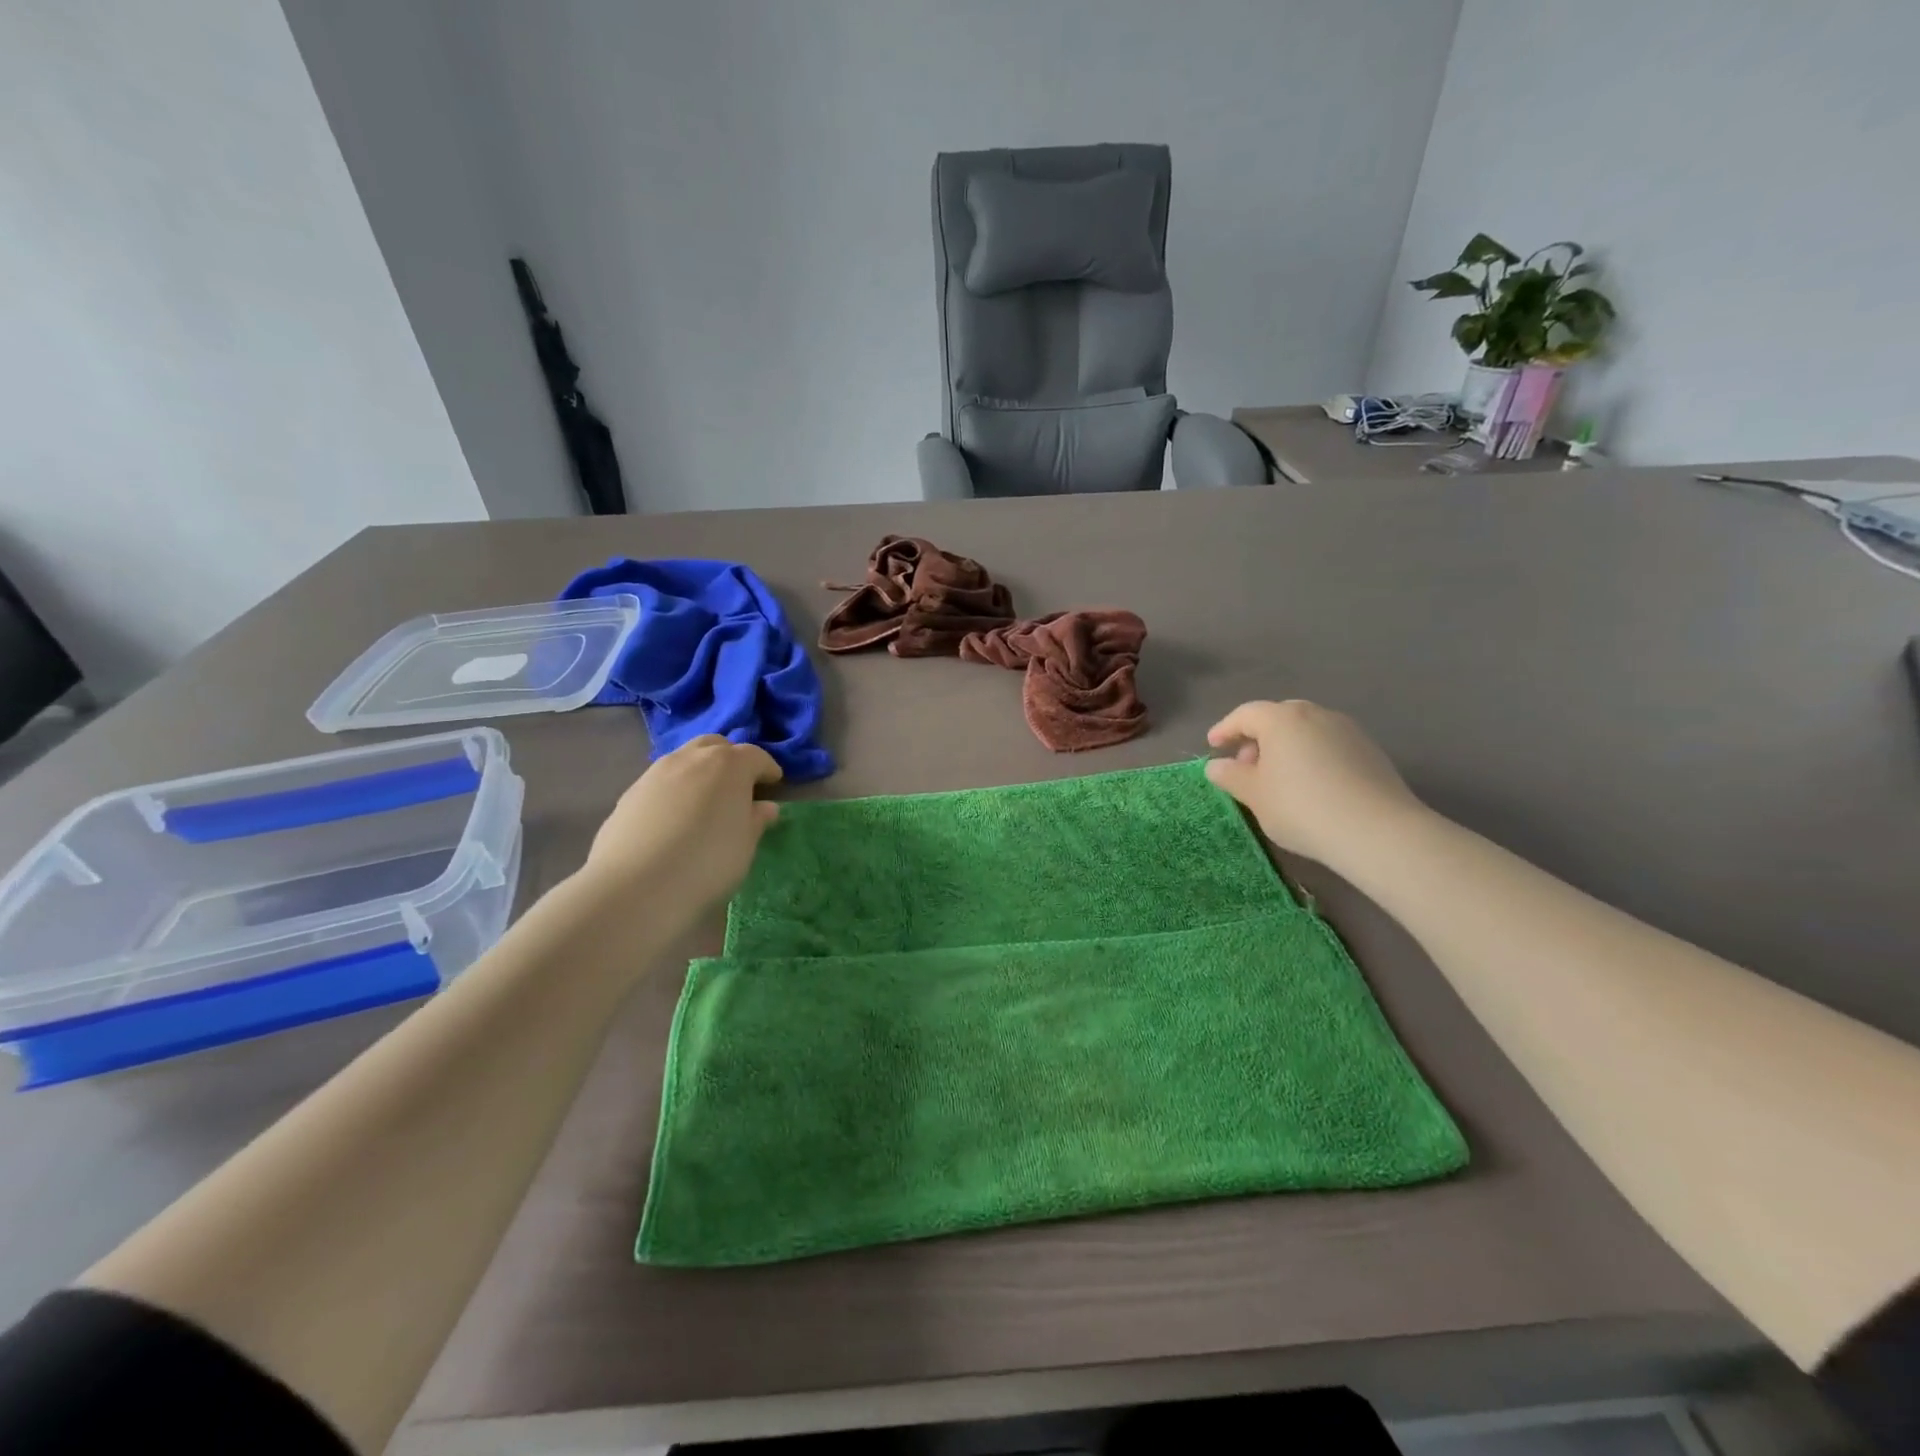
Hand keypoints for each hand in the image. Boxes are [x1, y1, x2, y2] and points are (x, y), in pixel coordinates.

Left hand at [579, 736, 782, 919]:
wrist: (635, 886)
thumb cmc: (707, 862)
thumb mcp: (745, 845)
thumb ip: (755, 820)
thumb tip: (763, 807)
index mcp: (728, 765)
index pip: (755, 756)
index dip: (767, 769)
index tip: (774, 784)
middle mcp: (691, 758)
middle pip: (716, 746)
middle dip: (730, 760)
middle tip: (738, 787)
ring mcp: (655, 772)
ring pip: (684, 760)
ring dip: (699, 773)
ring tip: (704, 803)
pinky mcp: (629, 793)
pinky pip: (661, 782)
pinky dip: (674, 791)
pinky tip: (674, 820)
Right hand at [1204, 700, 1428, 868]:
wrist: (1376, 831)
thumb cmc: (1301, 808)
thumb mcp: (1254, 795)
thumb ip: (1231, 776)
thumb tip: (1216, 765)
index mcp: (1282, 719)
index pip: (1245, 714)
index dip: (1225, 729)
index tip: (1213, 746)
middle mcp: (1316, 714)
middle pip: (1278, 717)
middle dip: (1258, 737)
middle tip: (1247, 766)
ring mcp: (1347, 730)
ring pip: (1306, 730)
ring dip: (1286, 747)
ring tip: (1279, 779)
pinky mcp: (1370, 750)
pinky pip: (1328, 744)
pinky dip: (1311, 756)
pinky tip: (1310, 785)